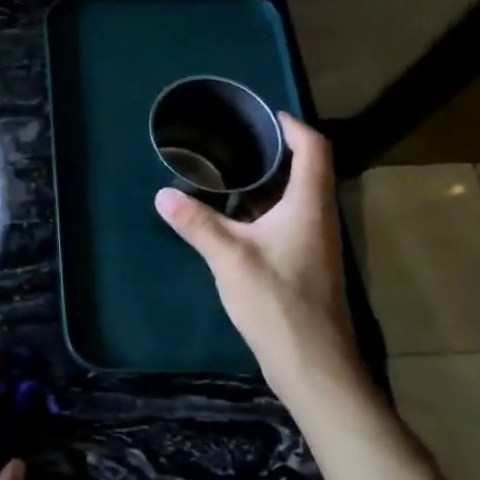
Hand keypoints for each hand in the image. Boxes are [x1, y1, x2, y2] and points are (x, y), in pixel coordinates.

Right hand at [154, 114, 368, 411]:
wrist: (312, 364)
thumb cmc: (278, 301)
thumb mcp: (229, 258)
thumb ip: (196, 223)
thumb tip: (162, 194)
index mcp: (309, 206)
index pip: (314, 149)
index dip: (293, 126)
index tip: (263, 114)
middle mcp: (317, 217)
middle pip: (305, 169)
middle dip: (273, 150)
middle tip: (233, 138)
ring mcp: (312, 243)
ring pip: (293, 197)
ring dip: (266, 180)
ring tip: (226, 169)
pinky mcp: (302, 263)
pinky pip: (284, 220)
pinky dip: (260, 207)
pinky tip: (231, 215)